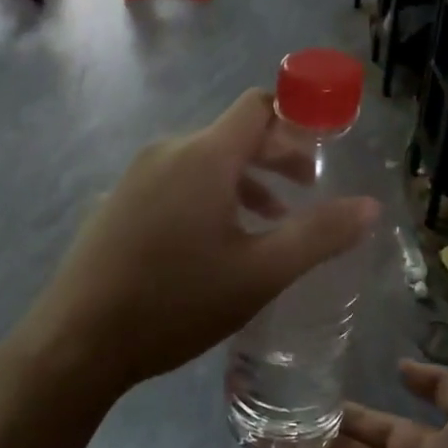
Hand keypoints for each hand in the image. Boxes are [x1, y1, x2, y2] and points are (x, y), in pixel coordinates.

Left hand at [21, 90, 379, 395]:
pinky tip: (220, 242)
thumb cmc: (176, 302)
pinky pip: (178, 182)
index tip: (328, 144)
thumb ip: (319, 236)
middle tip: (310, 189)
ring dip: (246, 181)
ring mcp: (137, 176)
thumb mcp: (260, 273)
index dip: (298, 117)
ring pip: (206, 162)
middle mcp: (168, 152)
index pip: (258, 107)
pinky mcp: (120, 203)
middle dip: (278, 155)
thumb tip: (370, 207)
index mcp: (204, 156)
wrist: (77, 340)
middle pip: (234, 134)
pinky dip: (212, 196)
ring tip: (274, 222)